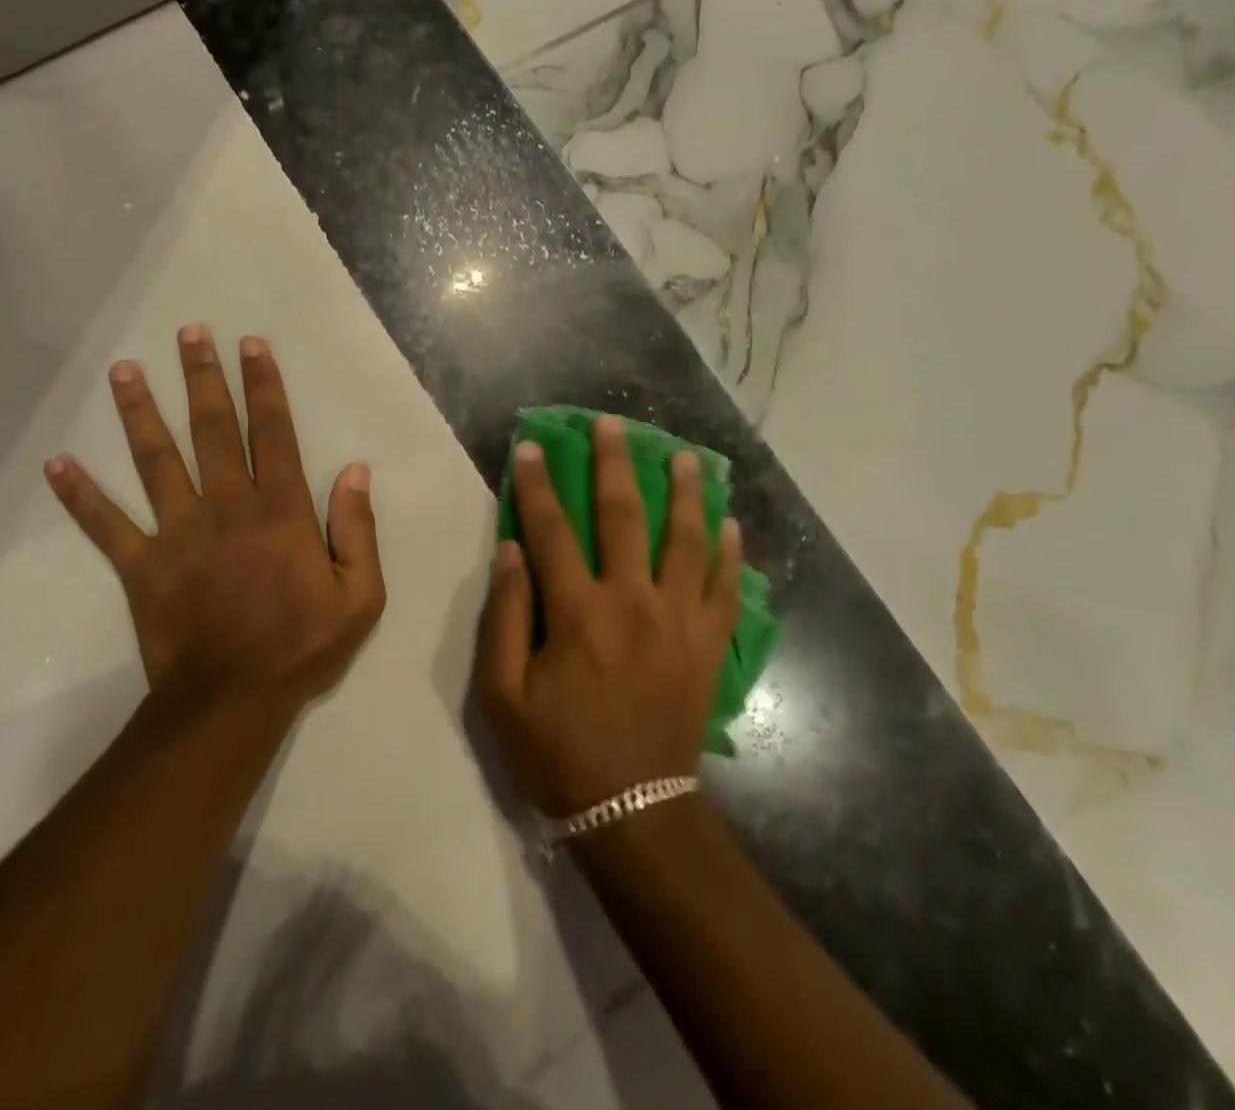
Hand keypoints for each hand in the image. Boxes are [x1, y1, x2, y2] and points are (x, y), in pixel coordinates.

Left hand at [44, 326, 386, 720]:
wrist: (231, 703)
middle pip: (212, 430)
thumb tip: (355, 471)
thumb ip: (357, 529)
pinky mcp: (141, 566)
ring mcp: (179, 533)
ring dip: (139, 413)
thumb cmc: (302, 647)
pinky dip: (80, 495)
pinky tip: (56, 463)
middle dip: (202, 378)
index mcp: (280, 511)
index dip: (263, 386)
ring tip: (124, 371)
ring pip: (157, 461)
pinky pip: (105, 525)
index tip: (251, 345)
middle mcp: (227, 507)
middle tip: (188, 334)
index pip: (273, 433)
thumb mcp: (360, 595)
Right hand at [477, 416, 743, 816]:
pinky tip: (731, 525)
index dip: (538, 484)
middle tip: (614, 424)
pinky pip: (725, 588)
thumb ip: (505, 616)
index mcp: (578, 613)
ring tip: (686, 457)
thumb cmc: (558, 751)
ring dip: (685, 493)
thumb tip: (512, 550)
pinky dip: (730, 553)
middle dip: (614, 464)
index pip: (552, 530)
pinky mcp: (710, 644)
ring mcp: (679, 620)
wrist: (633, 809)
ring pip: (686, 540)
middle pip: (623, 516)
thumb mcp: (503, 694)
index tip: (533, 446)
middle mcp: (632, 601)